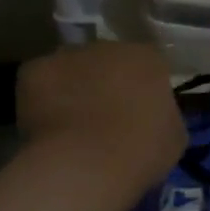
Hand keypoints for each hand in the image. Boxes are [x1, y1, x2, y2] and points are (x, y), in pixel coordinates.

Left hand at [15, 43, 185, 202]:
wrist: (89, 164)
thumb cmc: (141, 151)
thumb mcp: (174, 137)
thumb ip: (164, 116)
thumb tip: (153, 118)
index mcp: (149, 58)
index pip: (146, 66)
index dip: (139, 90)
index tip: (135, 116)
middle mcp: (109, 46)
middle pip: (106, 62)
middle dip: (104, 84)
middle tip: (101, 119)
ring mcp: (70, 55)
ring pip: (71, 68)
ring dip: (72, 87)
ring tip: (69, 126)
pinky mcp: (35, 70)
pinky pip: (40, 81)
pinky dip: (40, 99)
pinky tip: (44, 127)